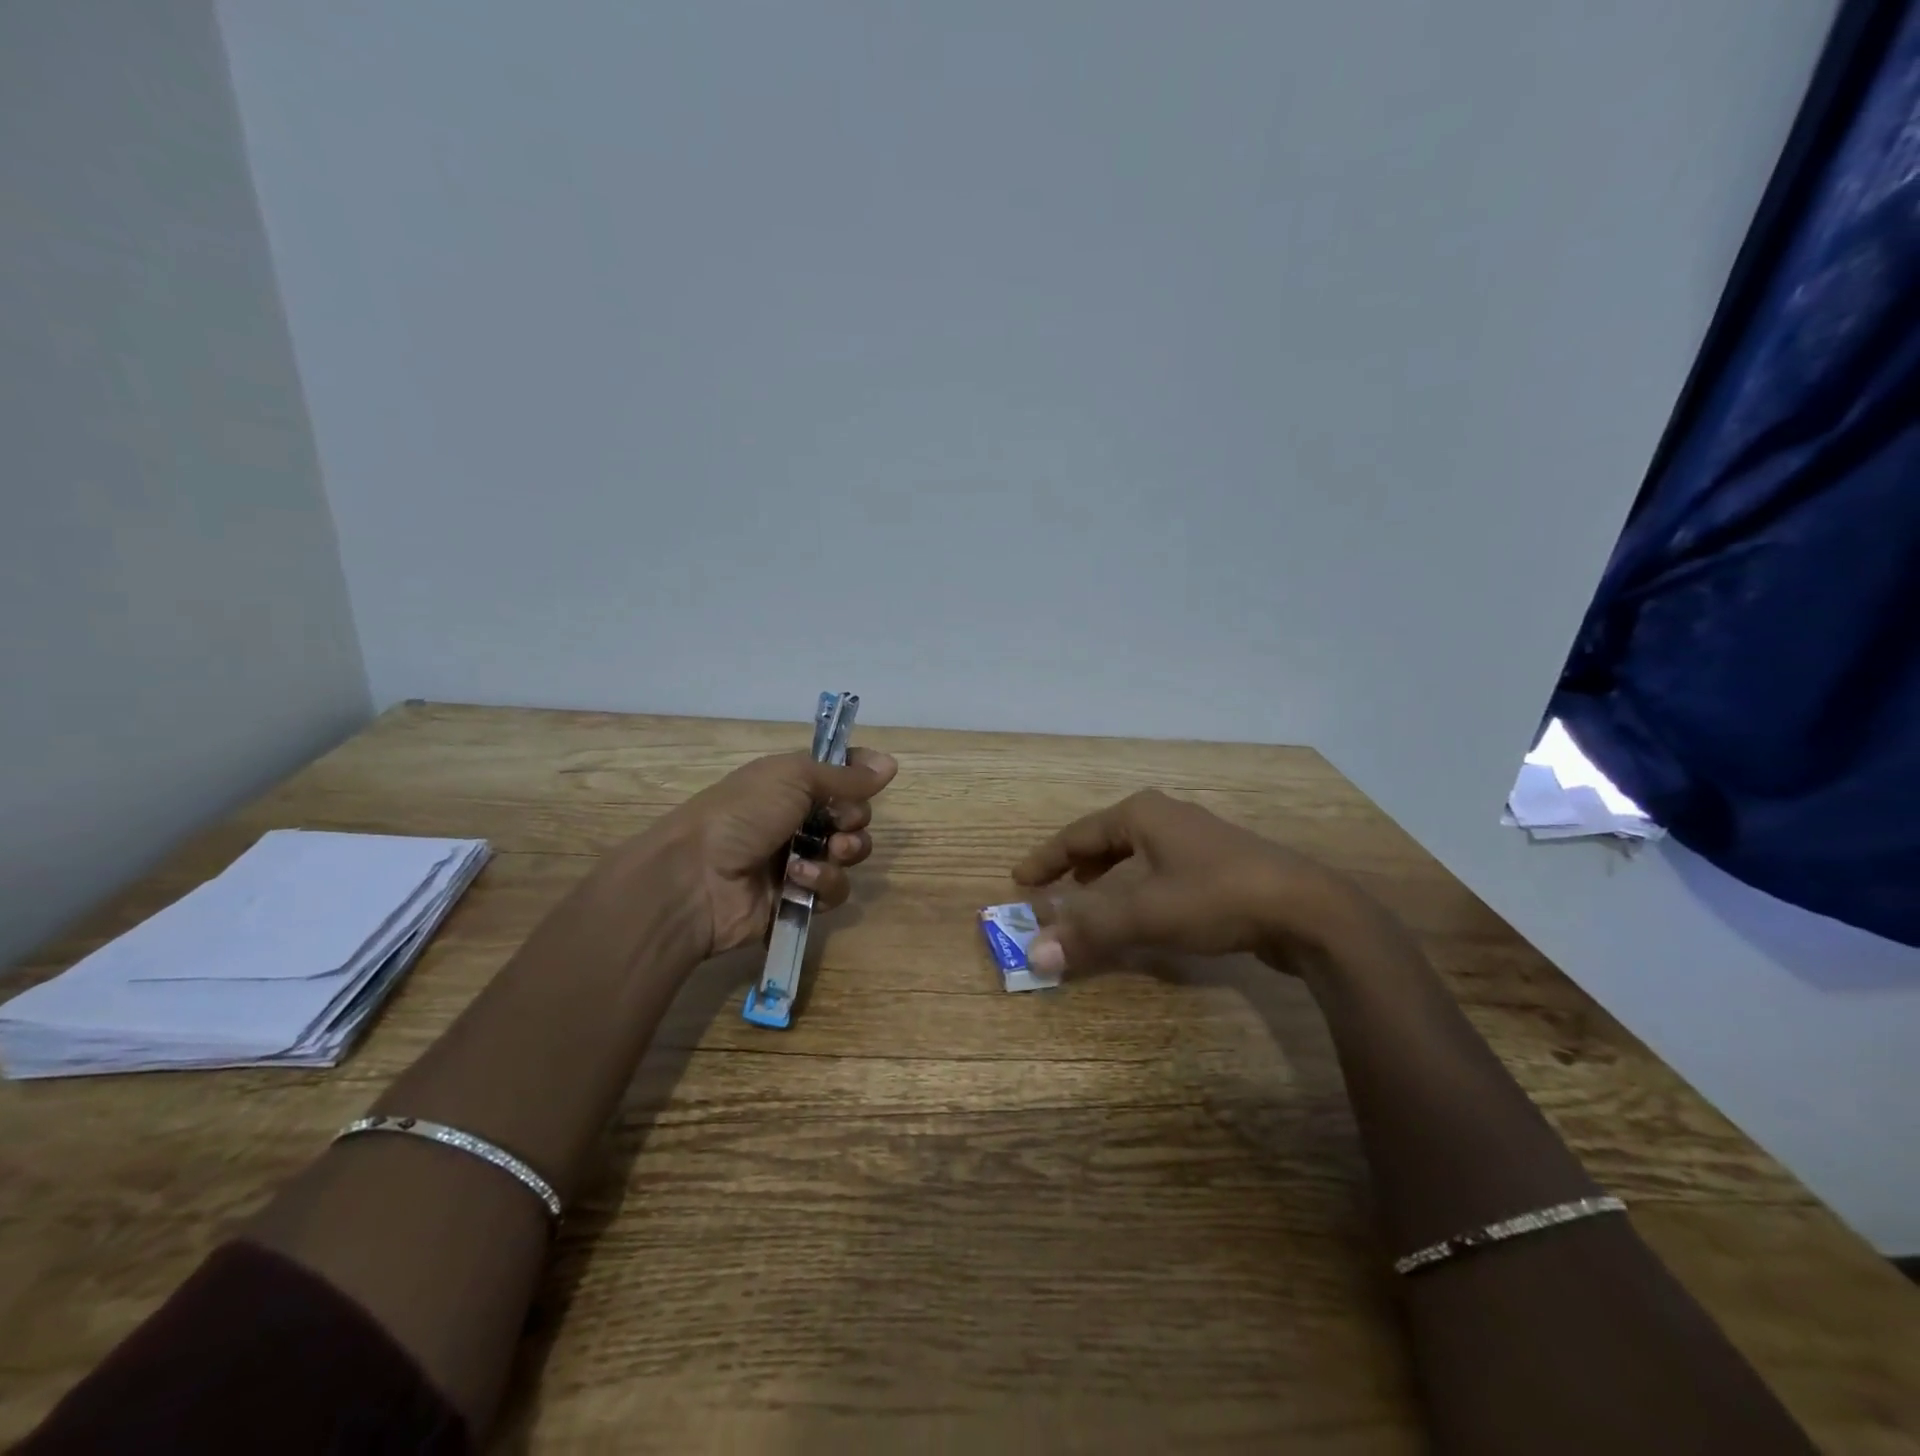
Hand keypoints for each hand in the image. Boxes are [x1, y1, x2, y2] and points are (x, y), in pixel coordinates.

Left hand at [638, 747, 897, 960]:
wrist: (696, 878)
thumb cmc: (742, 814)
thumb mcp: (794, 778)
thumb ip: (845, 775)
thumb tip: (890, 763)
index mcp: (791, 784)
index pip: (838, 774)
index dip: (859, 774)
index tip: (876, 776)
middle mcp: (797, 819)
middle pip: (852, 816)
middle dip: (854, 819)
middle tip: (840, 824)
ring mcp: (797, 860)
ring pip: (849, 855)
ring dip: (844, 852)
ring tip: (827, 853)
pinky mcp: (798, 899)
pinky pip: (834, 890)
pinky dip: (822, 883)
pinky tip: (799, 879)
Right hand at [1011, 789, 1376, 976]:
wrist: (1307, 909)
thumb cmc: (1217, 897)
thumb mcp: (1146, 913)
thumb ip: (1089, 932)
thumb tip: (1033, 954)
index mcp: (1142, 815)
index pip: (1077, 834)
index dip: (1046, 859)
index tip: (1019, 878)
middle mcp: (1166, 817)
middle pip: (1106, 838)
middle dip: (1076, 863)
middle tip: (1052, 887)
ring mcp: (1197, 839)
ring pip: (1136, 853)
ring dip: (1108, 875)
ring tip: (1091, 895)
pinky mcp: (1220, 865)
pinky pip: (1160, 869)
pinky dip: (1138, 886)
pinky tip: (1144, 909)